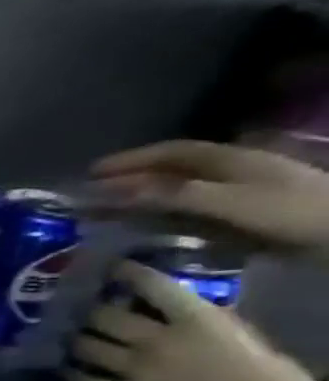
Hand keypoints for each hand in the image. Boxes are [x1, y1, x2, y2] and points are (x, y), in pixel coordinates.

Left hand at [64, 263, 328, 380]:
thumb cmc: (270, 378)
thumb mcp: (243, 335)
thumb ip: (205, 319)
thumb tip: (171, 306)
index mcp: (196, 321)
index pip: (151, 286)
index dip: (125, 273)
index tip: (110, 268)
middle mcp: (157, 341)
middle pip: (103, 316)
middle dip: (90, 309)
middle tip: (82, 308)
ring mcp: (136, 370)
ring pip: (85, 346)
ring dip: (76, 339)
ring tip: (71, 335)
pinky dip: (73, 373)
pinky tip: (69, 367)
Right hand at [89, 140, 328, 255]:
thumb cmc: (291, 212)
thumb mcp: (230, 202)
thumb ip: (173, 195)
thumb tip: (114, 190)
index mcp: (229, 160)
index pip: (171, 152)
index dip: (130, 160)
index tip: (90, 173)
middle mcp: (229, 173)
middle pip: (170, 172)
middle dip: (127, 181)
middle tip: (87, 195)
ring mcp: (236, 195)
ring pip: (176, 193)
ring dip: (139, 200)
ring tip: (104, 213)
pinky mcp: (240, 217)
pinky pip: (188, 212)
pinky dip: (159, 216)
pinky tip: (143, 228)